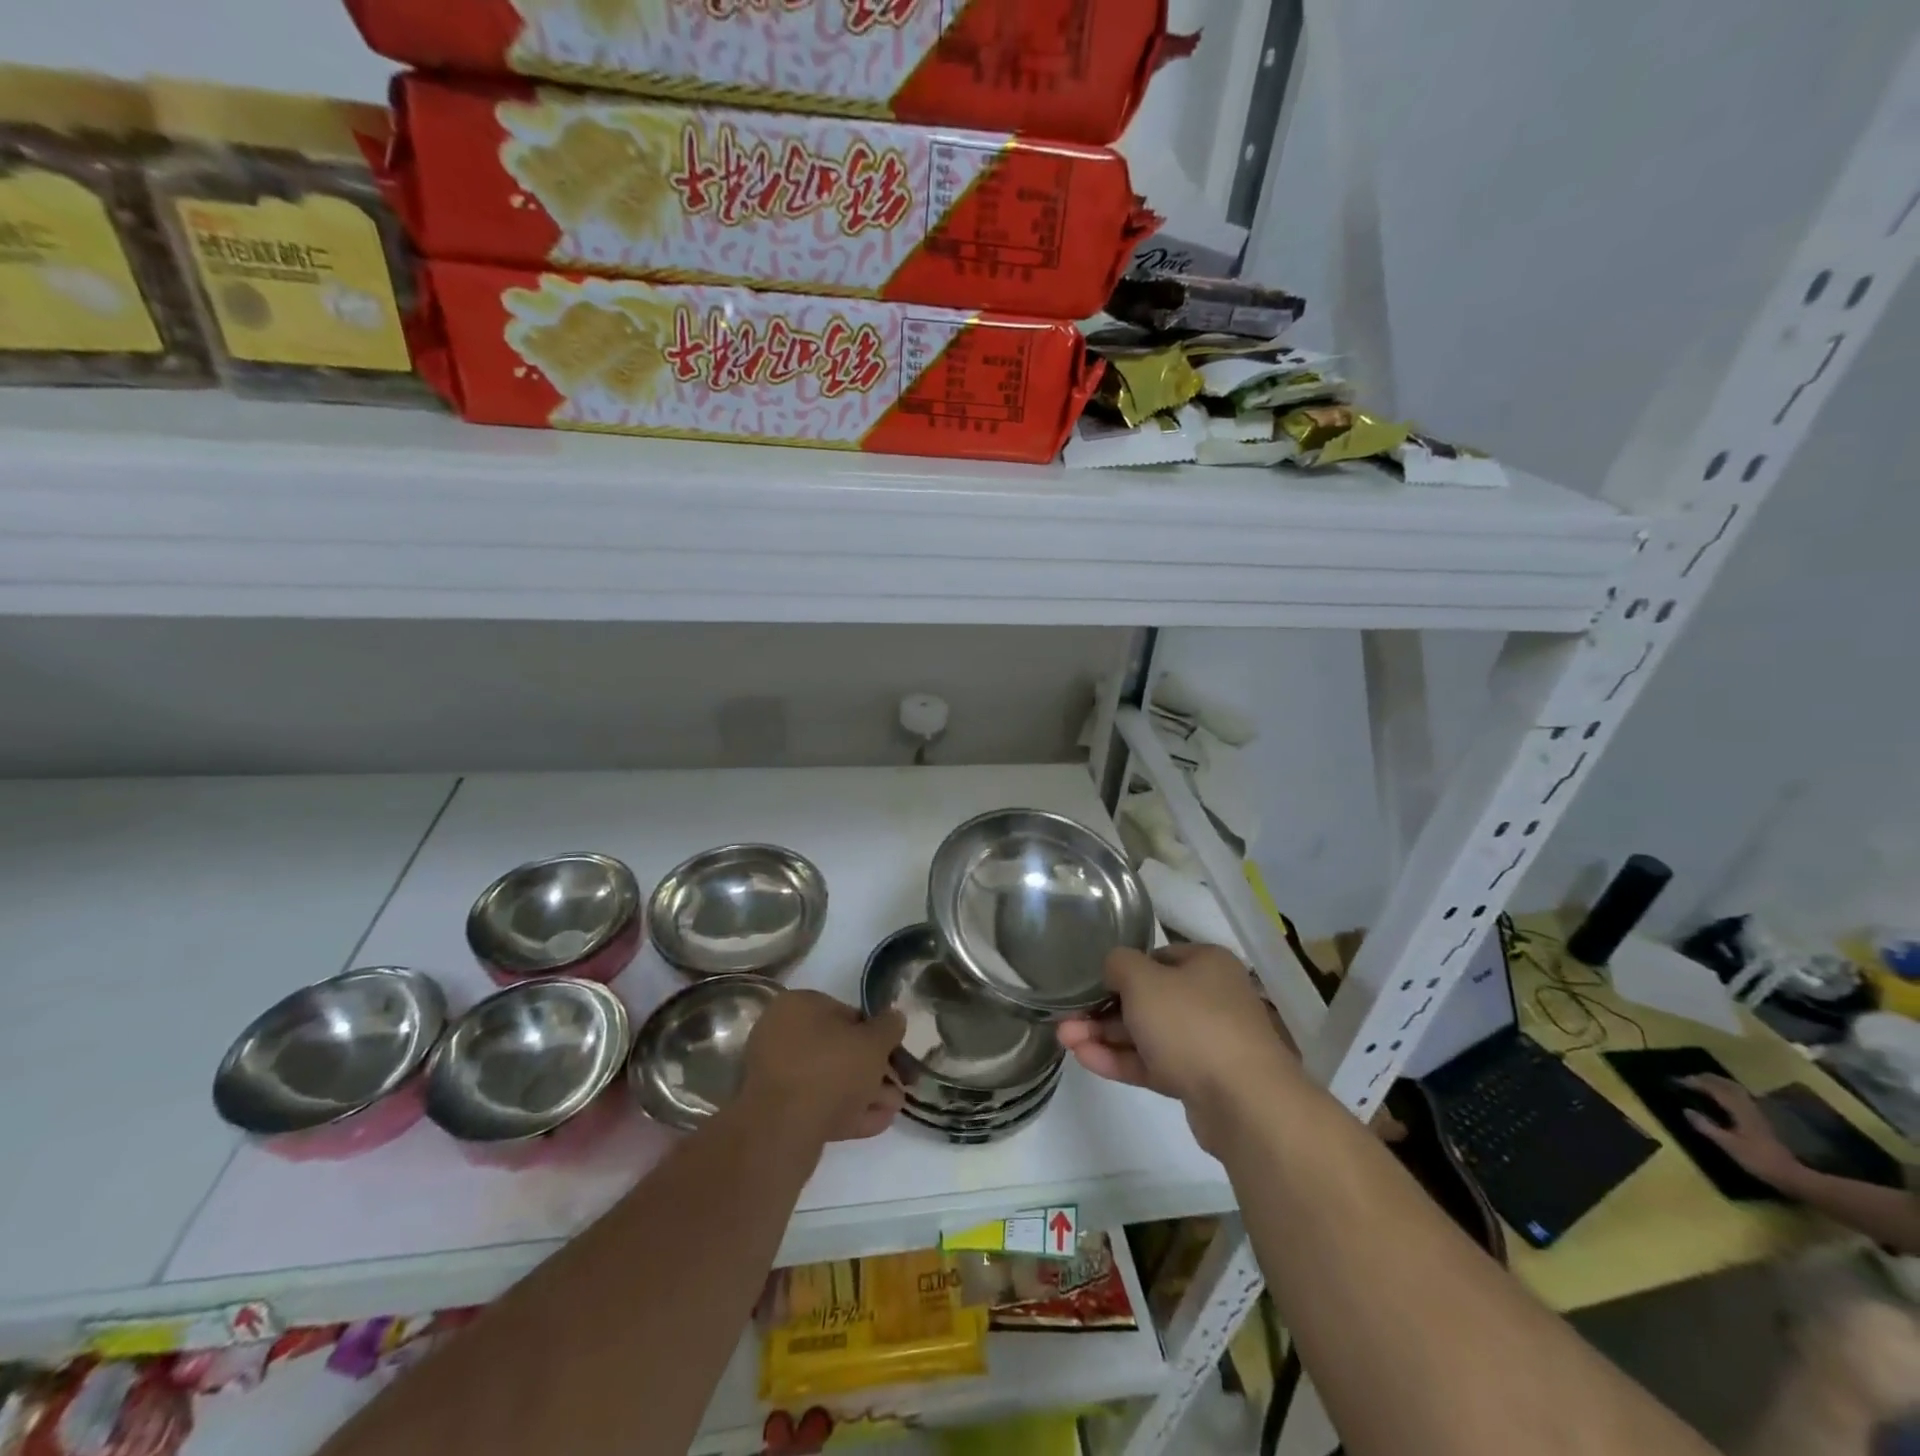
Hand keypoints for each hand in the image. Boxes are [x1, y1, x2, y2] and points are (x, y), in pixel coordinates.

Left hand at [742, 990, 905, 1142]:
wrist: (781, 1130)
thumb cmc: (830, 1069)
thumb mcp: (873, 1042)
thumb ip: (889, 1027)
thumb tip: (894, 1018)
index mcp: (798, 1005)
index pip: (847, 1013)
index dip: (877, 1033)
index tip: (896, 1054)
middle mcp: (781, 1033)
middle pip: (839, 1049)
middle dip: (873, 1069)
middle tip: (900, 1086)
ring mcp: (776, 1074)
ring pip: (830, 1079)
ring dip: (865, 1092)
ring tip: (894, 1108)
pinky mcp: (776, 1111)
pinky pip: (817, 1104)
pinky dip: (846, 1110)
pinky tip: (877, 1122)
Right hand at [1057, 944, 1302, 1153]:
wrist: (1244, 1102)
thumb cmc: (1191, 1023)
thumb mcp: (1142, 980)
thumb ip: (1118, 964)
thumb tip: (1113, 968)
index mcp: (1206, 963)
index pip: (1157, 957)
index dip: (1121, 969)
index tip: (1092, 984)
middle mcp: (1211, 997)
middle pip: (1148, 998)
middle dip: (1103, 1009)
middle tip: (1066, 1018)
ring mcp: (1207, 1042)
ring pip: (1148, 1033)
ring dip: (1105, 1035)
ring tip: (1064, 1039)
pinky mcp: (1200, 1080)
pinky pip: (1154, 1063)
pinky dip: (1121, 1060)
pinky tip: (1085, 1059)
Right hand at [1681, 1075, 1807, 1190]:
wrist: (1792, 1176)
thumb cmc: (1758, 1160)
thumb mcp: (1728, 1145)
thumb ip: (1706, 1127)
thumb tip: (1686, 1110)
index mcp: (1739, 1110)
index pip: (1715, 1089)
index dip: (1695, 1082)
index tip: (1677, 1081)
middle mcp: (1749, 1107)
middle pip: (1727, 1085)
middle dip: (1707, 1078)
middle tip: (1688, 1078)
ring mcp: (1757, 1113)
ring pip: (1736, 1089)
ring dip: (1718, 1083)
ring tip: (1702, 1084)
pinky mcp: (1760, 1119)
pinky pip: (1741, 1097)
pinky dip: (1727, 1091)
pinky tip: (1723, 1098)